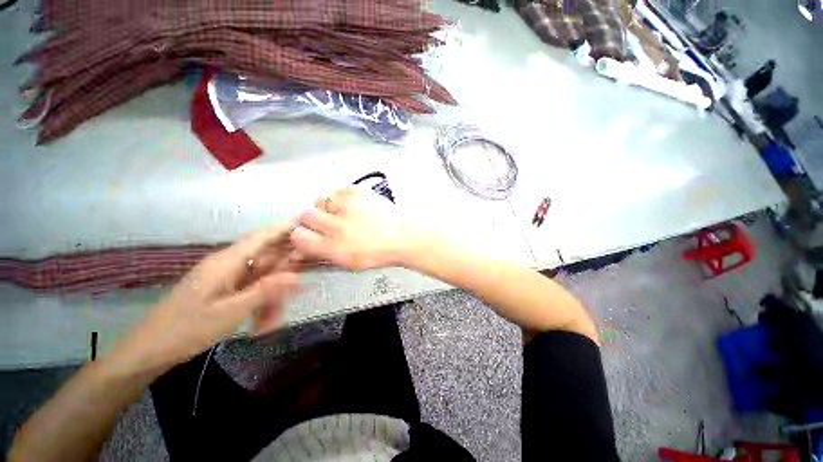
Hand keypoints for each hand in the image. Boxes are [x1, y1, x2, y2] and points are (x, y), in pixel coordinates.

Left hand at [111, 225, 298, 373]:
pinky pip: (251, 288)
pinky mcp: (224, 288)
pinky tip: (262, 321)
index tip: (307, 227)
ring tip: (272, 320)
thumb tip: (296, 274)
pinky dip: (261, 301)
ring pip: (261, 276)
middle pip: (267, 257)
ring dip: (272, 294)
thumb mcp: (230, 312)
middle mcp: (228, 264)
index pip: (262, 236)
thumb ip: (265, 290)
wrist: (149, 350)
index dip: (285, 229)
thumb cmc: (187, 328)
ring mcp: (226, 277)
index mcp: (227, 262)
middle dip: (285, 271)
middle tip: (300, 285)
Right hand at [290, 186, 432, 269]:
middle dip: (314, 220)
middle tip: (330, 222)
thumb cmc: (377, 253)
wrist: (402, 235)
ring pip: (321, 200)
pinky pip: (338, 191)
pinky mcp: (358, 192)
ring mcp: (348, 206)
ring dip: (329, 208)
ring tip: (346, 213)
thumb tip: (298, 251)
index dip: (303, 235)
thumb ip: (322, 254)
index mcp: (333, 248)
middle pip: (306, 215)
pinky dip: (342, 198)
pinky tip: (355, 206)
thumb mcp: (348, 262)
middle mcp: (336, 226)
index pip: (298, 236)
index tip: (311, 234)